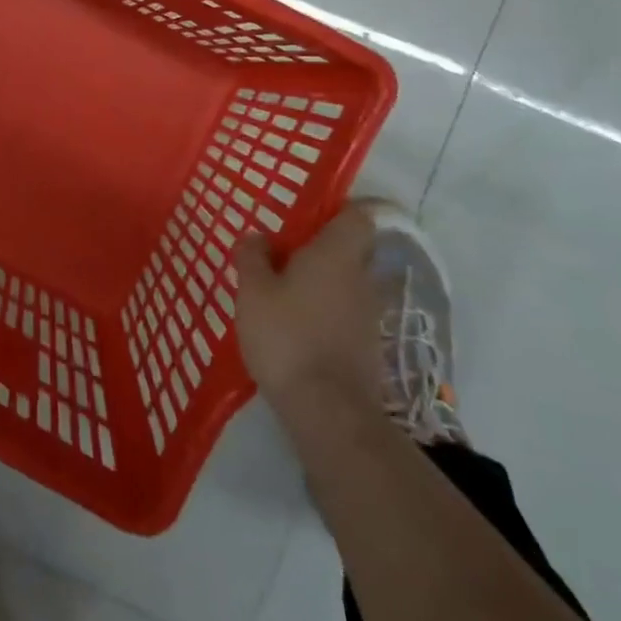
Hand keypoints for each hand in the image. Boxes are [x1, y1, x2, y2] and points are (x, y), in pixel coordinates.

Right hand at [235, 203, 382, 417]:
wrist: (327, 411)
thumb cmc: (286, 336)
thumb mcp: (252, 290)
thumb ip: (252, 257)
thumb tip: (257, 237)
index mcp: (337, 254)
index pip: (358, 215)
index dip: (339, 209)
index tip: (309, 214)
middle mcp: (361, 278)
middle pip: (350, 250)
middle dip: (321, 249)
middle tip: (283, 254)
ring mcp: (369, 316)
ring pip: (347, 284)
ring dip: (322, 283)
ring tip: (283, 293)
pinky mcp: (367, 348)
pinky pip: (345, 314)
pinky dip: (325, 313)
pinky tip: (296, 328)